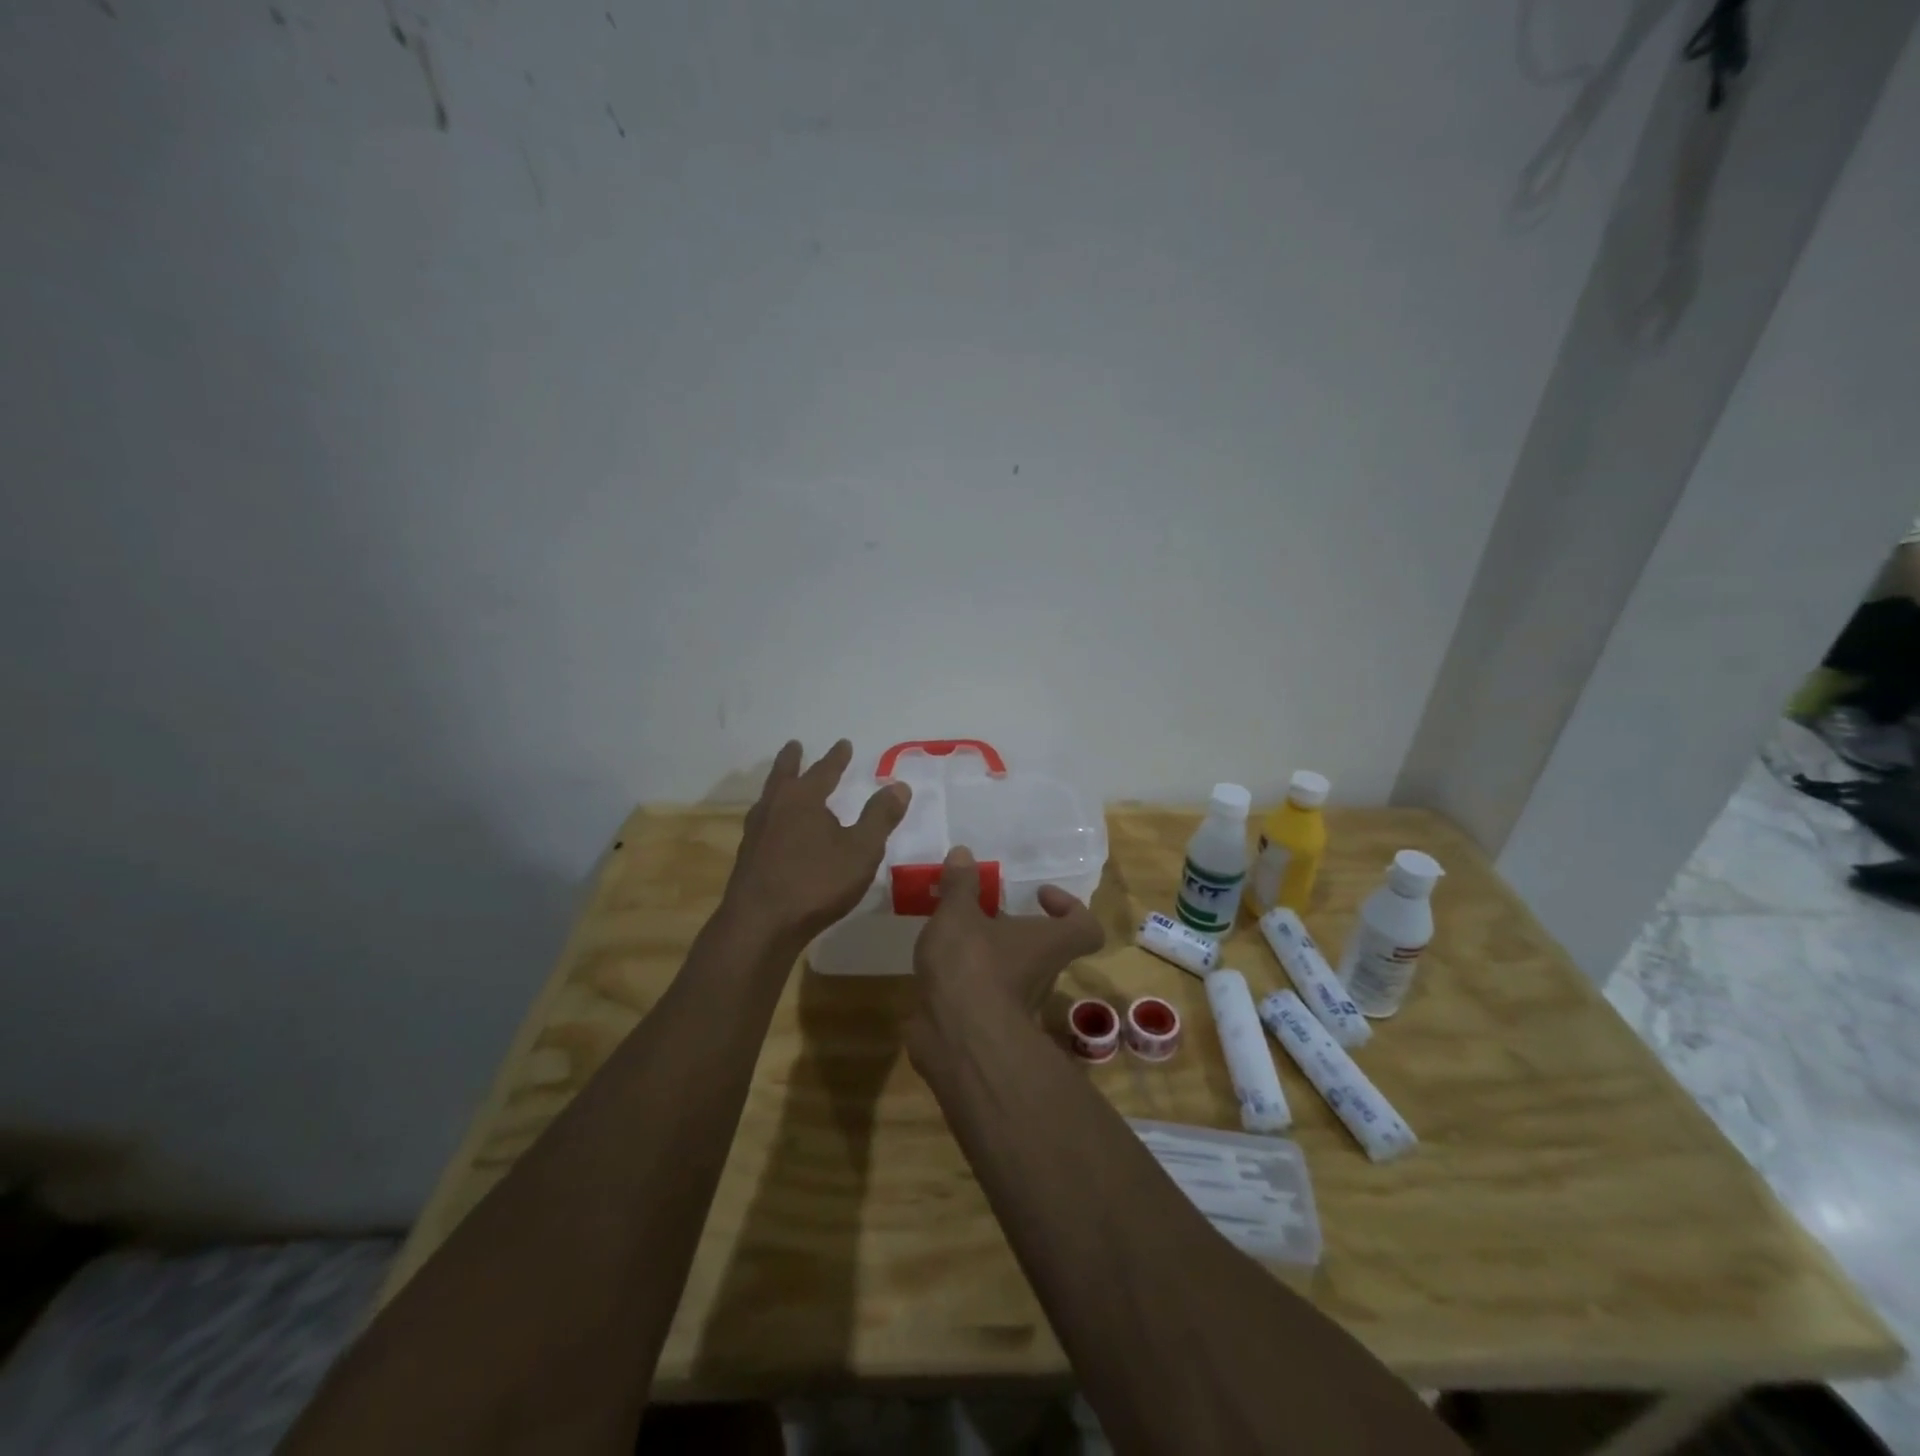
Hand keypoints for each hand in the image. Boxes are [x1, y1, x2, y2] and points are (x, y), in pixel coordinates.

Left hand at [724, 739, 910, 941]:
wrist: (760, 925)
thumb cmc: (816, 882)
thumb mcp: (861, 850)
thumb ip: (880, 817)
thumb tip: (899, 785)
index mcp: (803, 799)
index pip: (823, 771)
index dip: (836, 758)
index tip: (843, 744)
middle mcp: (775, 807)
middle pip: (784, 775)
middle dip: (793, 760)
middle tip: (795, 745)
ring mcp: (756, 833)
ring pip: (768, 798)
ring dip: (778, 785)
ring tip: (783, 784)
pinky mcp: (747, 857)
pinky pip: (762, 823)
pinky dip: (772, 814)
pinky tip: (776, 828)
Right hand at [911, 846, 1104, 1031]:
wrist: (958, 1040)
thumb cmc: (972, 964)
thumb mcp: (958, 914)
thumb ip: (960, 885)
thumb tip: (963, 853)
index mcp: (1048, 942)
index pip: (1084, 927)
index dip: (1069, 907)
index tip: (1039, 894)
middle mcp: (1041, 974)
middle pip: (1042, 947)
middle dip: (1013, 928)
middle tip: (981, 910)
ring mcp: (1017, 1005)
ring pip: (1011, 971)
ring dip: (986, 954)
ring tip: (951, 933)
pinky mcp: (988, 1026)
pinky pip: (983, 994)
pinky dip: (966, 981)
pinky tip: (937, 966)